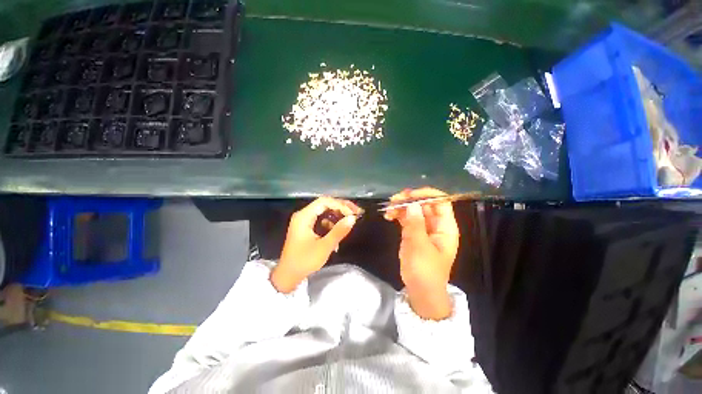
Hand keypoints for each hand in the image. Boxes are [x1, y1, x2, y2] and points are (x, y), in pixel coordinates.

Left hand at [271, 197, 360, 292]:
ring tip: (350, 221)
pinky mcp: (307, 227)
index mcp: (304, 216)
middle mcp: (303, 215)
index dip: (340, 205)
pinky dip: (331, 224)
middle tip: (357, 212)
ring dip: (338, 215)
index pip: (324, 202)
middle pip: (325, 204)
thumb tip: (353, 218)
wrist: (288, 275)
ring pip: (325, 211)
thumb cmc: (304, 261)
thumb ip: (339, 231)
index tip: (353, 214)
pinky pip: (322, 220)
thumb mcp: (324, 246)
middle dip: (341, 208)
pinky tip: (338, 233)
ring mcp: (304, 220)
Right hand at [384, 187, 459, 319]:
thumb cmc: (425, 271)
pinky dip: (398, 214)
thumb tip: (411, 204)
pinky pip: (406, 218)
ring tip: (388, 209)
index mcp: (445, 227)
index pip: (440, 202)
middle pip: (425, 204)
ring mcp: (424, 228)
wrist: (420, 290)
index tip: (409, 196)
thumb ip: (415, 224)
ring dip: (401, 206)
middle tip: (394, 200)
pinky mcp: (413, 232)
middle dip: (410, 200)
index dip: (426, 195)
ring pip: (414, 210)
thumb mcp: (419, 247)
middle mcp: (436, 224)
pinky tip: (388, 215)